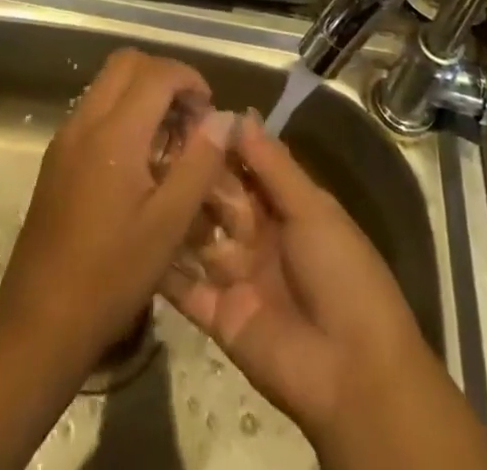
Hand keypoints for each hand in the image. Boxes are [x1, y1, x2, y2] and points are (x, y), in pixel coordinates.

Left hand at [0, 49, 238, 369]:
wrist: (40, 319)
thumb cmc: (111, 275)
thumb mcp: (168, 225)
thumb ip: (199, 164)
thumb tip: (224, 119)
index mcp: (114, 134)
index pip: (156, 72)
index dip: (189, 79)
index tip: (210, 111)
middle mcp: (85, 121)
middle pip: (127, 63)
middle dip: (164, 76)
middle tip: (190, 116)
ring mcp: (66, 136)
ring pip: (108, 82)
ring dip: (142, 92)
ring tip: (170, 138)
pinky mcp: (57, 155)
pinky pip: (95, 108)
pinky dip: (122, 111)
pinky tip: (140, 159)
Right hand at [162, 114, 440, 441]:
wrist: (354, 374)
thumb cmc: (342, 275)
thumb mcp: (313, 209)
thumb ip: (273, 165)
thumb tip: (239, 114)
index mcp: (287, 208)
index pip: (246, 166)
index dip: (220, 143)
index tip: (184, 112)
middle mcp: (258, 236)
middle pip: (219, 198)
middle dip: (191, 173)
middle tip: (148, 140)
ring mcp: (237, 276)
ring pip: (198, 235)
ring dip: (172, 211)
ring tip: (132, 177)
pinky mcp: (219, 316)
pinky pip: (185, 287)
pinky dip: (162, 267)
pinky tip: (133, 236)